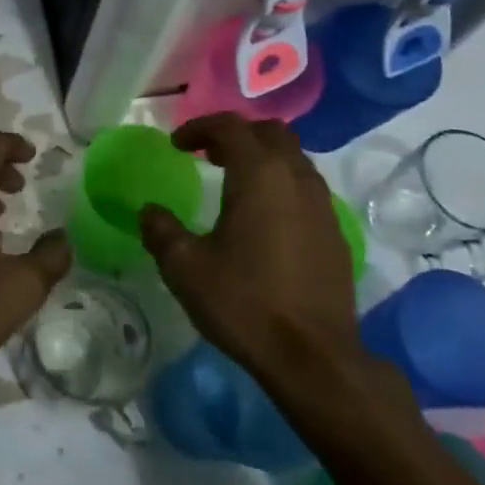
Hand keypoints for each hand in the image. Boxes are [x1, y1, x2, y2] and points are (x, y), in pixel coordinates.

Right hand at [138, 114, 361, 380]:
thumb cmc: (244, 303)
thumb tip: (149, 211)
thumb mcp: (185, 268)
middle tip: (207, 154)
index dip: (199, 127)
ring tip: (233, 182)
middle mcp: (296, 178)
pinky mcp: (334, 233)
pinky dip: (281, 184)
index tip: (176, 145)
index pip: (230, 127)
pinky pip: (306, 187)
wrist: (313, 357)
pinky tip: (263, 218)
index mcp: (259, 175)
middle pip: (270, 132)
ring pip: (293, 158)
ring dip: (262, 158)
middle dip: (236, 134)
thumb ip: (161, 231)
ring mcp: (322, 205)